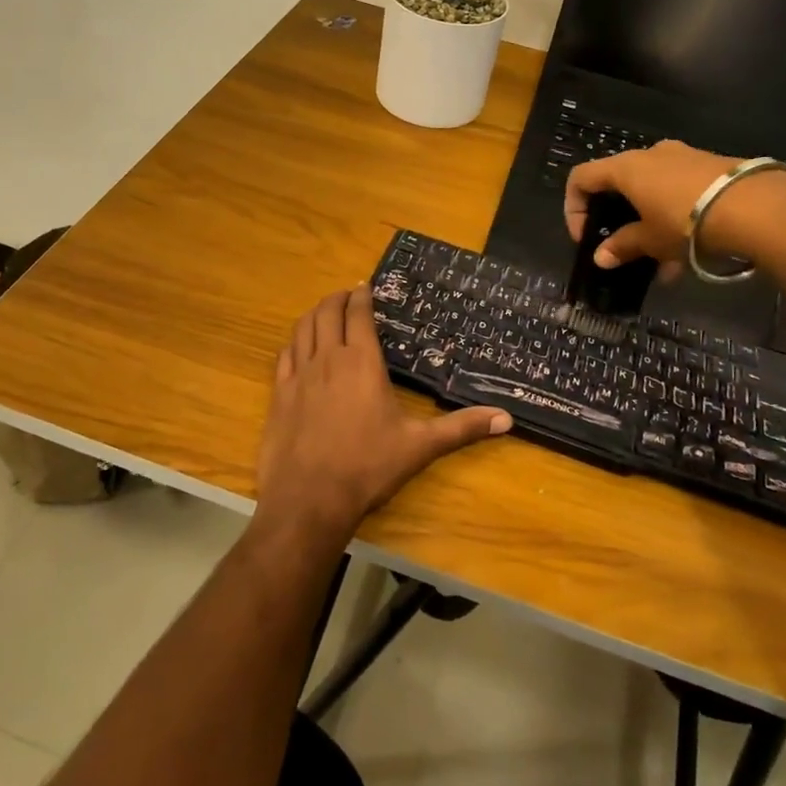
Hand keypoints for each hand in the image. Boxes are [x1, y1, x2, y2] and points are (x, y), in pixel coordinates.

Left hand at [254, 287, 510, 545]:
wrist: (309, 498)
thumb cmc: (368, 467)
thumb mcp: (420, 446)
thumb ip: (462, 428)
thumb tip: (507, 419)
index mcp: (361, 361)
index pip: (358, 314)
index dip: (361, 296)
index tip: (365, 286)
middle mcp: (327, 359)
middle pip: (326, 313)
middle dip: (337, 298)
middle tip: (347, 295)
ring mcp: (298, 375)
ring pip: (302, 329)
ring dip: (314, 314)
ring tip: (324, 312)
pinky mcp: (278, 395)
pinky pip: (284, 356)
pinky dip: (294, 342)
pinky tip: (298, 347)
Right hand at [564, 140, 785, 269]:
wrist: (759, 208)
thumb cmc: (687, 222)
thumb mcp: (651, 240)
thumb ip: (623, 246)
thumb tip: (601, 258)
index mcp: (626, 167)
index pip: (581, 177)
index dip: (574, 208)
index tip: (586, 237)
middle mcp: (652, 154)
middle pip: (619, 183)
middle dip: (619, 219)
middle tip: (625, 248)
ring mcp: (684, 158)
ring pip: (653, 191)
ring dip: (650, 224)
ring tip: (663, 263)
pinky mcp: (713, 167)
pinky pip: (681, 192)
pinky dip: (676, 219)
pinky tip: (690, 253)